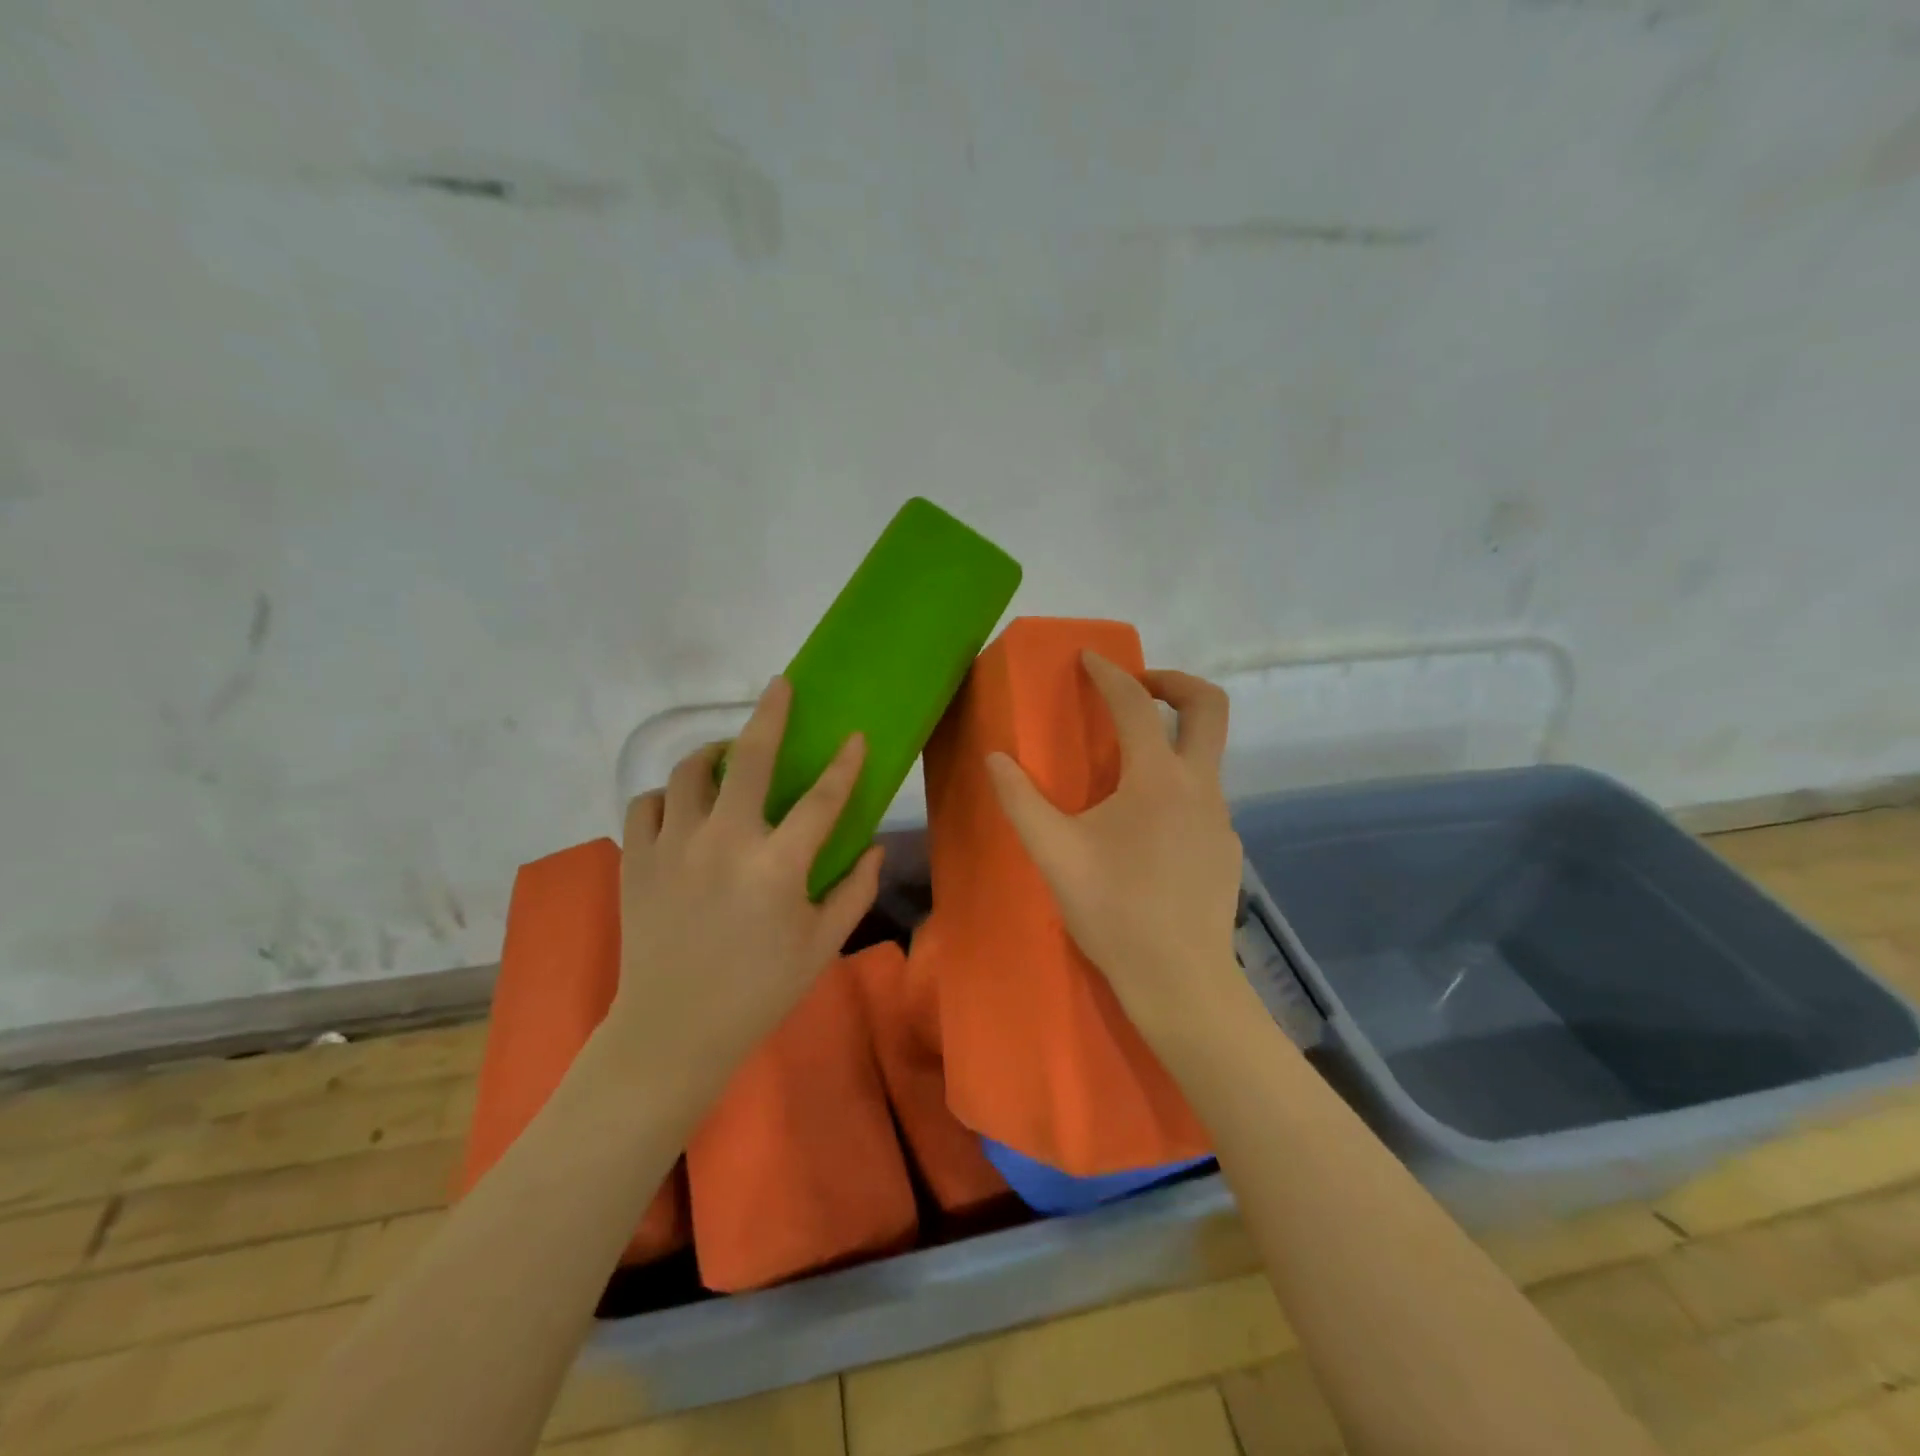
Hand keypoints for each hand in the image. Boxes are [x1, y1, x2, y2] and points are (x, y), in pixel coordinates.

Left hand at [603, 677, 883, 1098]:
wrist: (673, 1031)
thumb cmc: (758, 991)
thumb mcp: (822, 946)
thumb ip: (855, 892)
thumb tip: (874, 847)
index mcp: (777, 866)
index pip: (822, 798)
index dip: (845, 764)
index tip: (856, 736)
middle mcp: (724, 842)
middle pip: (747, 758)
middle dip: (769, 714)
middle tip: (780, 687)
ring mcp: (673, 847)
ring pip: (688, 771)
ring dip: (712, 754)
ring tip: (726, 758)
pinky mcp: (635, 860)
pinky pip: (648, 803)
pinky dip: (667, 796)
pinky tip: (683, 807)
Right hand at [986, 653, 1244, 1041]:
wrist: (1180, 981)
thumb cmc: (1114, 911)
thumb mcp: (1055, 854)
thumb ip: (1021, 801)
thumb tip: (995, 758)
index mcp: (1157, 779)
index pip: (1137, 705)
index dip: (1111, 674)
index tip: (1089, 658)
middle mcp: (1199, 787)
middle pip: (1210, 706)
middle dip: (1174, 681)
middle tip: (1137, 686)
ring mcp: (1220, 818)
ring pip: (1206, 756)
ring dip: (1171, 741)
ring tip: (1125, 769)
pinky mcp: (1226, 848)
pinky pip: (1202, 798)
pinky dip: (1175, 788)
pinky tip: (1144, 830)